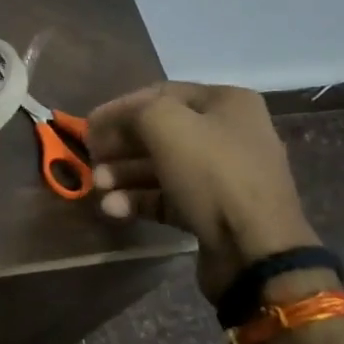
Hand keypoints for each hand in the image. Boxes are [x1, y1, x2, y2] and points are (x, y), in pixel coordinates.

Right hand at [86, 83, 319, 300]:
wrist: (255, 249)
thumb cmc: (212, 174)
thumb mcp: (165, 125)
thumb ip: (132, 112)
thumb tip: (109, 122)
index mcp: (227, 103)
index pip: (161, 94)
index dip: (120, 108)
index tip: (88, 126)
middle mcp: (228, 134)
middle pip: (160, 132)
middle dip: (120, 145)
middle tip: (90, 158)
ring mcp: (222, 176)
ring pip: (161, 167)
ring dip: (124, 175)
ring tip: (98, 187)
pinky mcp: (212, 212)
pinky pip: (168, 198)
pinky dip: (138, 201)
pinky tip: (113, 209)